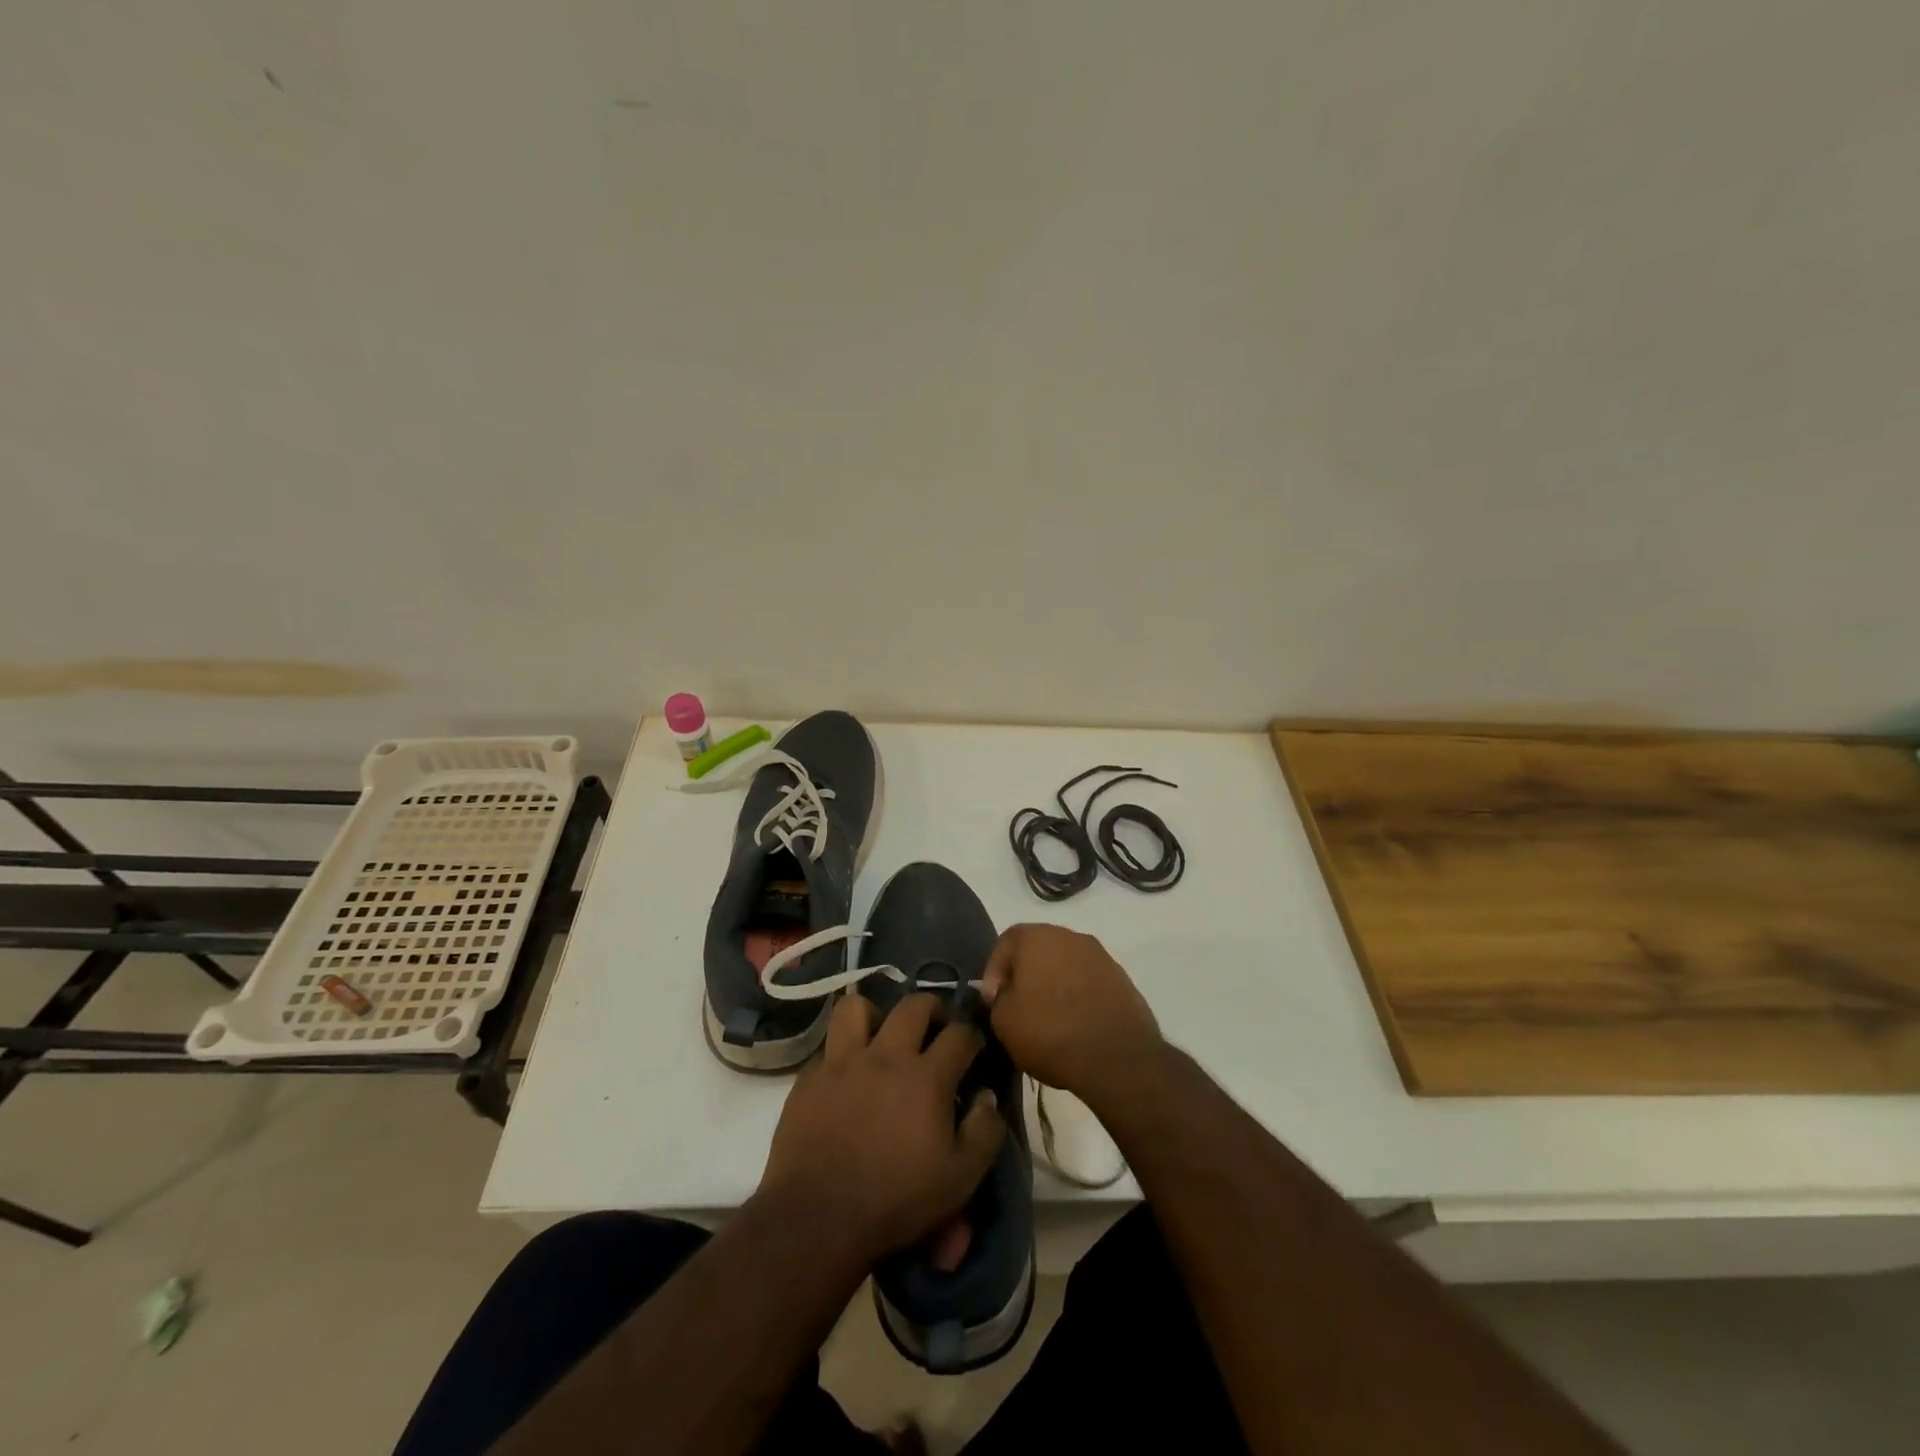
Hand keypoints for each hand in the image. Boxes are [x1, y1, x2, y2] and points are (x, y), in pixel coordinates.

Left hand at [758, 993, 1004, 1265]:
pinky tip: (847, 1075)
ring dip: (875, 1015)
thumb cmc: (895, 1200)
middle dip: (932, 1008)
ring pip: (857, 1008)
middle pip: (913, 1005)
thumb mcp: (959, 1179)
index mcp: (927, 1077)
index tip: (974, 1047)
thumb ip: (984, 1132)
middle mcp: (886, 1056)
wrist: (818, 1217)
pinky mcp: (810, 1077)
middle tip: (934, 1027)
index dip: (972, 1035)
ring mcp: (843, 1062)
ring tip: (882, 1036)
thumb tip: (988, 1097)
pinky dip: (842, 1052)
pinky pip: (828, 1046)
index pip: (959, 1034)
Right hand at [979, 924, 1164, 1114]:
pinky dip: (1078, 996)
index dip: (993, 972)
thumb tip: (1005, 993)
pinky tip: (1075, 1024)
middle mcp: (1070, 936)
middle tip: (1018, 1007)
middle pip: (1038, 950)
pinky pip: (1089, 982)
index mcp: (1037, 937)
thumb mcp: (1003, 1021)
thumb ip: (997, 999)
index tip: (993, 1001)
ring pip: (1065, 965)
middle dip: (1025, 975)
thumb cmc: (1050, 1032)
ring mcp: (1100, 956)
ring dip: (1054, 985)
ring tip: (1049, 1019)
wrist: (1117, 1058)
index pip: (1005, 943)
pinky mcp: (1121, 979)